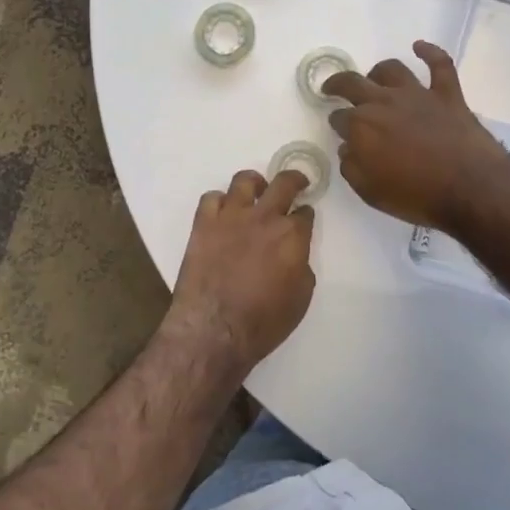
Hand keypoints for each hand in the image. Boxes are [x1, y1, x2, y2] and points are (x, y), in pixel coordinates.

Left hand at [166, 169, 316, 373]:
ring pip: (244, 181)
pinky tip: (223, 212)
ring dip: (255, 183)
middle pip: (283, 183)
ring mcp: (231, 217)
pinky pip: (211, 198)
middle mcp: (264, 217)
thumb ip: (301, 265)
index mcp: (292, 235)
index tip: (304, 218)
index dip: (306, 215)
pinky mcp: (203, 224)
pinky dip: (219, 201)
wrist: (215, 329)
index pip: (305, 213)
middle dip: (294, 180)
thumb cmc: (264, 321)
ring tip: (256, 191)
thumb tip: (294, 253)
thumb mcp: (301, 297)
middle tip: (296, 183)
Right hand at [323, 42, 509, 233]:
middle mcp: (384, 102)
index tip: (340, 132)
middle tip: (333, 89)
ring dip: (378, 72)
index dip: (337, 124)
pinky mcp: (447, 94)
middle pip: (353, 84)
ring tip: (374, 78)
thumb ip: (352, 168)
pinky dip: (430, 52)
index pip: (339, 118)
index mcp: (361, 126)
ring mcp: (417, 94)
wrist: (470, 188)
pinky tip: (419, 47)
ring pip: (391, 69)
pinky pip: (439, 64)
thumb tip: (347, 149)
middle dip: (338, 85)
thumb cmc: (417, 195)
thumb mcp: (371, 192)